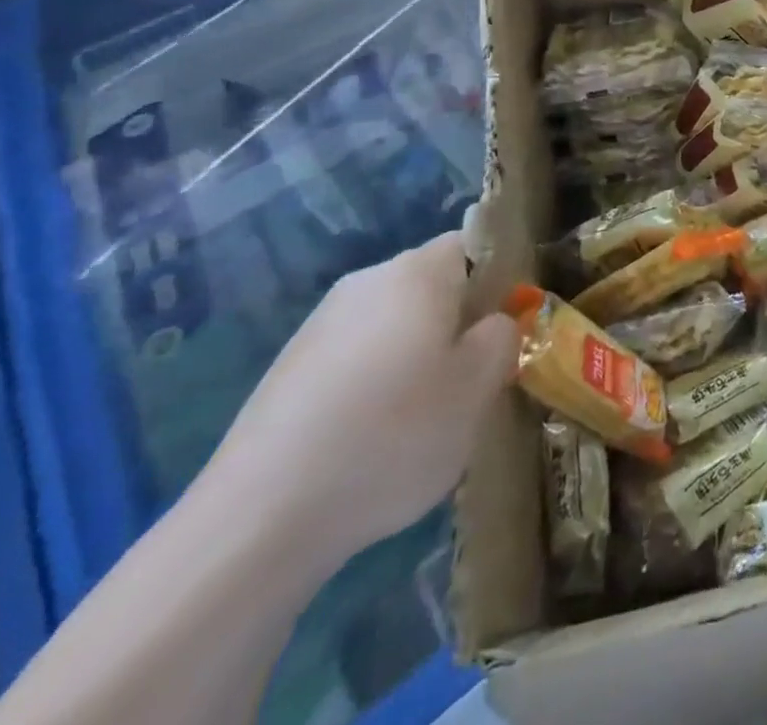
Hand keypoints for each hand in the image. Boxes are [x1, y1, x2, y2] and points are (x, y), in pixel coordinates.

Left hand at [201, 231, 518, 568]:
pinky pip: (356, 359)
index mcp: (418, 272)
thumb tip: (494, 324)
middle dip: (459, 322)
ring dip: (418, 356)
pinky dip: (375, 386)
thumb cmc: (393, 435)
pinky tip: (372, 440)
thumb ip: (503, 337)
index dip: (501, 280)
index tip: (509, 329)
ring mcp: (320, 326)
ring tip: (424, 418)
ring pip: (395, 324)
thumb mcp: (480, 387)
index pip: (476, 245)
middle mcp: (367, 282)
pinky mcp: (287, 371)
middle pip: (434, 285)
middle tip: (474, 378)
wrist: (257, 521)